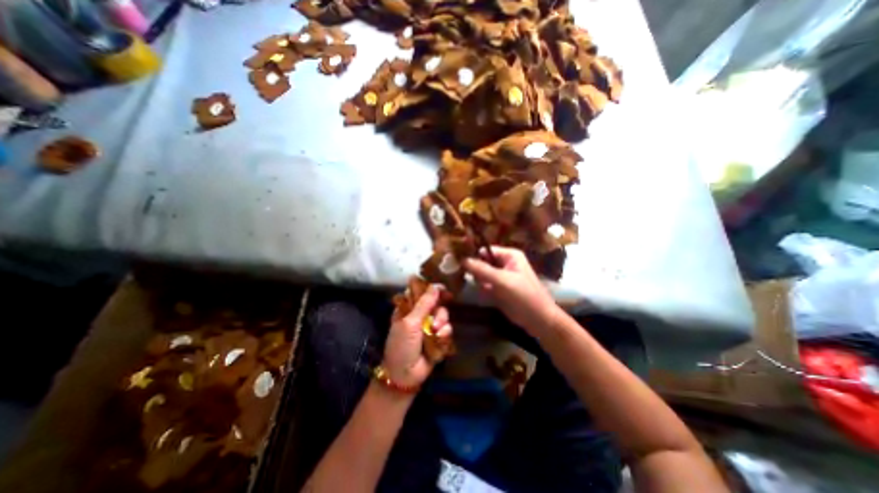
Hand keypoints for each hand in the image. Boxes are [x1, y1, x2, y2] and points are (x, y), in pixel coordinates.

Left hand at [384, 286, 452, 388]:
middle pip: (437, 303)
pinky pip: (447, 329)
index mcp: (408, 308)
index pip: (422, 292)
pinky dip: (445, 334)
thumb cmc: (402, 346)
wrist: (405, 375)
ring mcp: (429, 326)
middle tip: (437, 318)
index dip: (433, 290)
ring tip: (435, 333)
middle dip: (439, 311)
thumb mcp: (410, 323)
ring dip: (442, 323)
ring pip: (444, 316)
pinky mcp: (438, 338)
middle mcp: (420, 315)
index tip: (443, 290)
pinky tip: (439, 341)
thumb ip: (423, 304)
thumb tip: (434, 286)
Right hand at [463, 249, 559, 336]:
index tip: (459, 260)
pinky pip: (484, 284)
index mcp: (509, 255)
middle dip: (476, 270)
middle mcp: (504, 263)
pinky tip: (487, 294)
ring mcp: (501, 276)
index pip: (486, 250)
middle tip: (471, 277)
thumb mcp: (502, 280)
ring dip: (479, 281)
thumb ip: (482, 269)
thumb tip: (462, 259)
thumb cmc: (524, 295)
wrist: (537, 320)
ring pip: (482, 274)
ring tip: (485, 288)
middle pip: (482, 261)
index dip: (473, 254)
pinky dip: (482, 288)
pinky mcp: (498, 288)